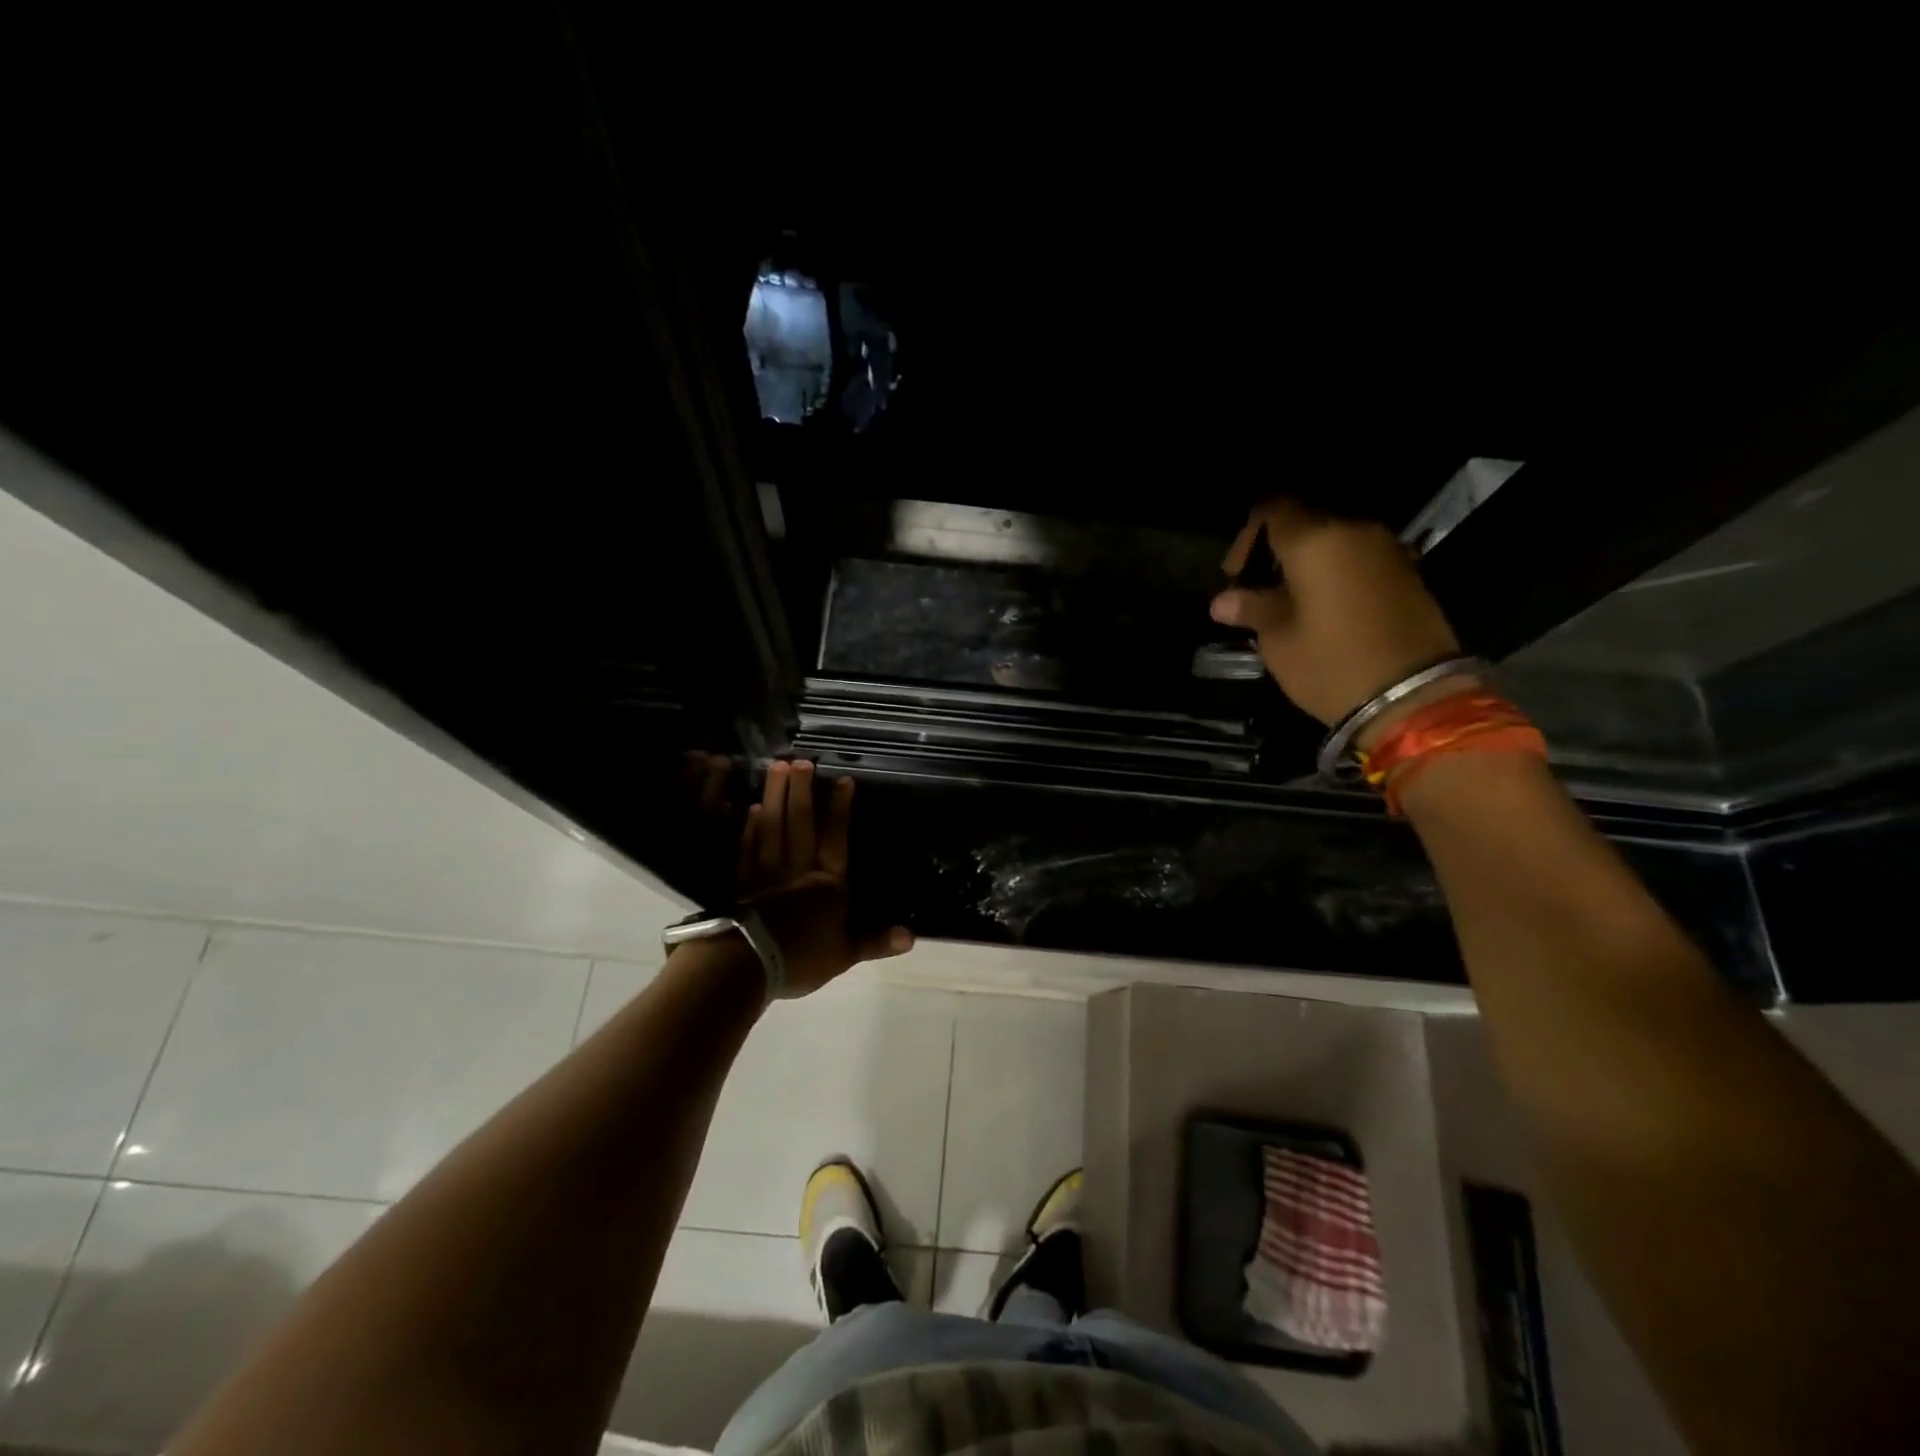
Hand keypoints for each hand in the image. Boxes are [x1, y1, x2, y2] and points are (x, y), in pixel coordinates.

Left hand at [735, 761, 912, 997]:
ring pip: (772, 827)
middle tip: (800, 760)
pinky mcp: (741, 882)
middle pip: (800, 824)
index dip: (840, 809)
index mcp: (827, 884)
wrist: (748, 965)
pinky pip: (747, 847)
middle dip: (802, 790)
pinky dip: (749, 827)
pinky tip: (751, 809)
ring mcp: (766, 873)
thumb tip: (911, 937)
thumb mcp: (846, 953)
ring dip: (775, 796)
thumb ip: (875, 941)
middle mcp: (798, 869)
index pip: (836, 839)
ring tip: (776, 768)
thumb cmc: (802, 959)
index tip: (843, 780)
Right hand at [1209, 499, 1465, 733]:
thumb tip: (1223, 601)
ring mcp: (1386, 551)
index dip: (1247, 537)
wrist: (1413, 696)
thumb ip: (1251, 609)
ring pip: (1334, 543)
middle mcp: (1353, 532)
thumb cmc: (1331, 663)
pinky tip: (1324, 611)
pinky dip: (1336, 576)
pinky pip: (1359, 561)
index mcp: (1314, 540)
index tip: (1236, 576)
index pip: (1272, 511)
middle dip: (1276, 553)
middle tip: (1258, 593)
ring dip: (1308, 566)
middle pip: (1305, 524)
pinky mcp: (1408, 574)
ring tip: (1290, 605)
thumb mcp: (1278, 640)